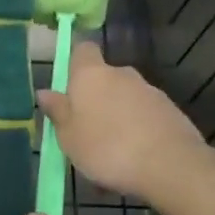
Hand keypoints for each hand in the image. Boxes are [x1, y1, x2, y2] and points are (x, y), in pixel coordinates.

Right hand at [37, 42, 211, 203]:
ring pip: (125, 99)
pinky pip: (144, 116)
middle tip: (85, 132)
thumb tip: (44, 92)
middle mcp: (121, 74)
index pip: (82, 50)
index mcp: (91, 75)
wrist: (170, 165)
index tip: (68, 88)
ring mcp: (149, 91)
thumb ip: (57, 112)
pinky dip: (138, 130)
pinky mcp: (170, 111)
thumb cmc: (107, 148)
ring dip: (117, 118)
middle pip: (104, 78)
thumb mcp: (69, 136)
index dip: (74, 64)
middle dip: (95, 99)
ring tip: (111, 155)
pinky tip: (135, 160)